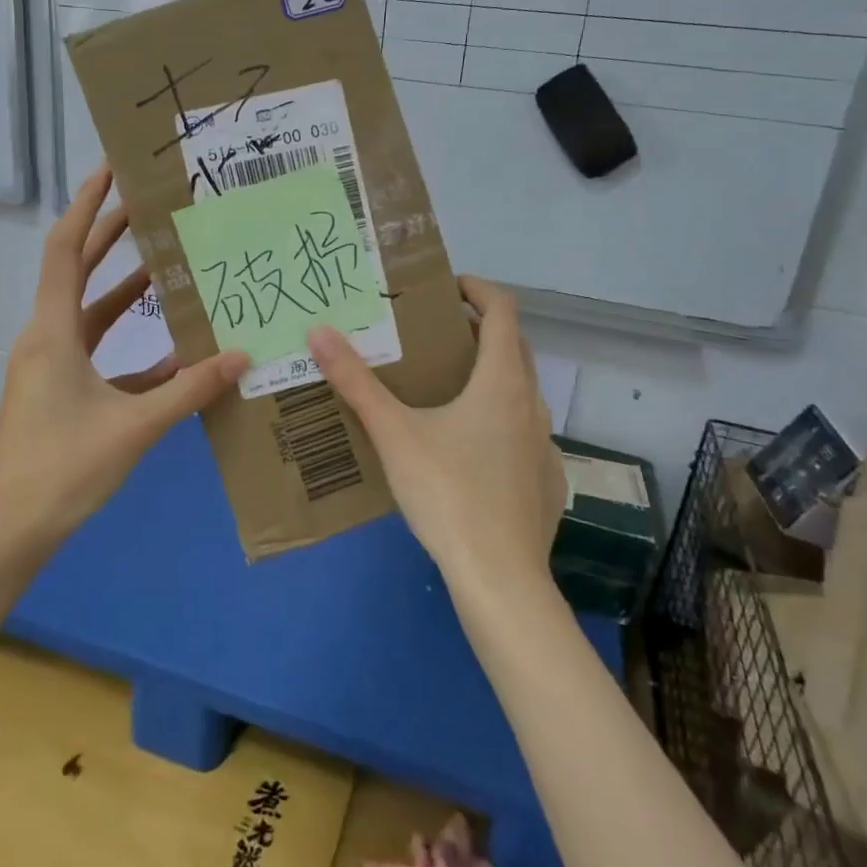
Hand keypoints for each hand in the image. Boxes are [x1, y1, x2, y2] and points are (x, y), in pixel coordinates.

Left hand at [0, 165, 249, 540]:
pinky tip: (172, 352)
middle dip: (111, 236)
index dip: (87, 205)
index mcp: (52, 332)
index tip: (112, 170)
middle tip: (149, 205)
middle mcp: (47, 339)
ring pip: (91, 314)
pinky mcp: (60, 394)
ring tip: (167, 265)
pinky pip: (99, 356)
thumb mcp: (134, 426)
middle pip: (77, 272)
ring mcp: (51, 368)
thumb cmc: (62, 469)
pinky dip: (130, 346)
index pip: (66, 250)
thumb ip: (189, 388)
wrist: (8, 532)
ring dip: (124, 291)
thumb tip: (240, 355)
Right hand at [306, 277, 563, 596]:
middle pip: (512, 347)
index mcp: (502, 381)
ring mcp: (544, 444)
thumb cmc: (447, 493)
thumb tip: (319, 332)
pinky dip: (498, 420)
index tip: (445, 288)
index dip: (477, 289)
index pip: (503, 310)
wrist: (499, 578)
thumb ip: (356, 382)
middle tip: (433, 336)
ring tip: (444, 389)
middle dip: (477, 331)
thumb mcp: (394, 433)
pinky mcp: (546, 479)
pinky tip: (468, 449)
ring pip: (519, 392)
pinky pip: (522, 431)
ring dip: (488, 376)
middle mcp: (532, 403)